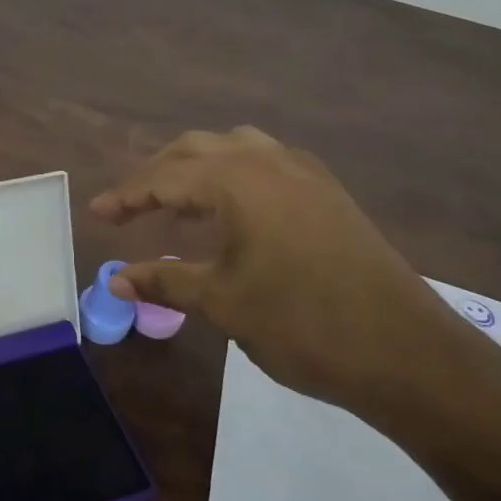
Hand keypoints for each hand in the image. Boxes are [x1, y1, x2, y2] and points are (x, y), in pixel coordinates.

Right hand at [92, 127, 500, 436]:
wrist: (405, 351)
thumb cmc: (300, 323)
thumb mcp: (222, 302)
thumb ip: (165, 281)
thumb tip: (116, 279)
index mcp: (237, 180)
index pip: (165, 178)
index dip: (126, 196)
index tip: (96, 212)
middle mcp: (269, 161)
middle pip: (196, 149)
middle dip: (157, 174)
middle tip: (129, 208)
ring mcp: (305, 173)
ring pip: (235, 149)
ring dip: (198, 169)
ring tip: (177, 203)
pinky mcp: (328, 193)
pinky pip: (266, 164)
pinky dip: (233, 176)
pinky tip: (231, 212)